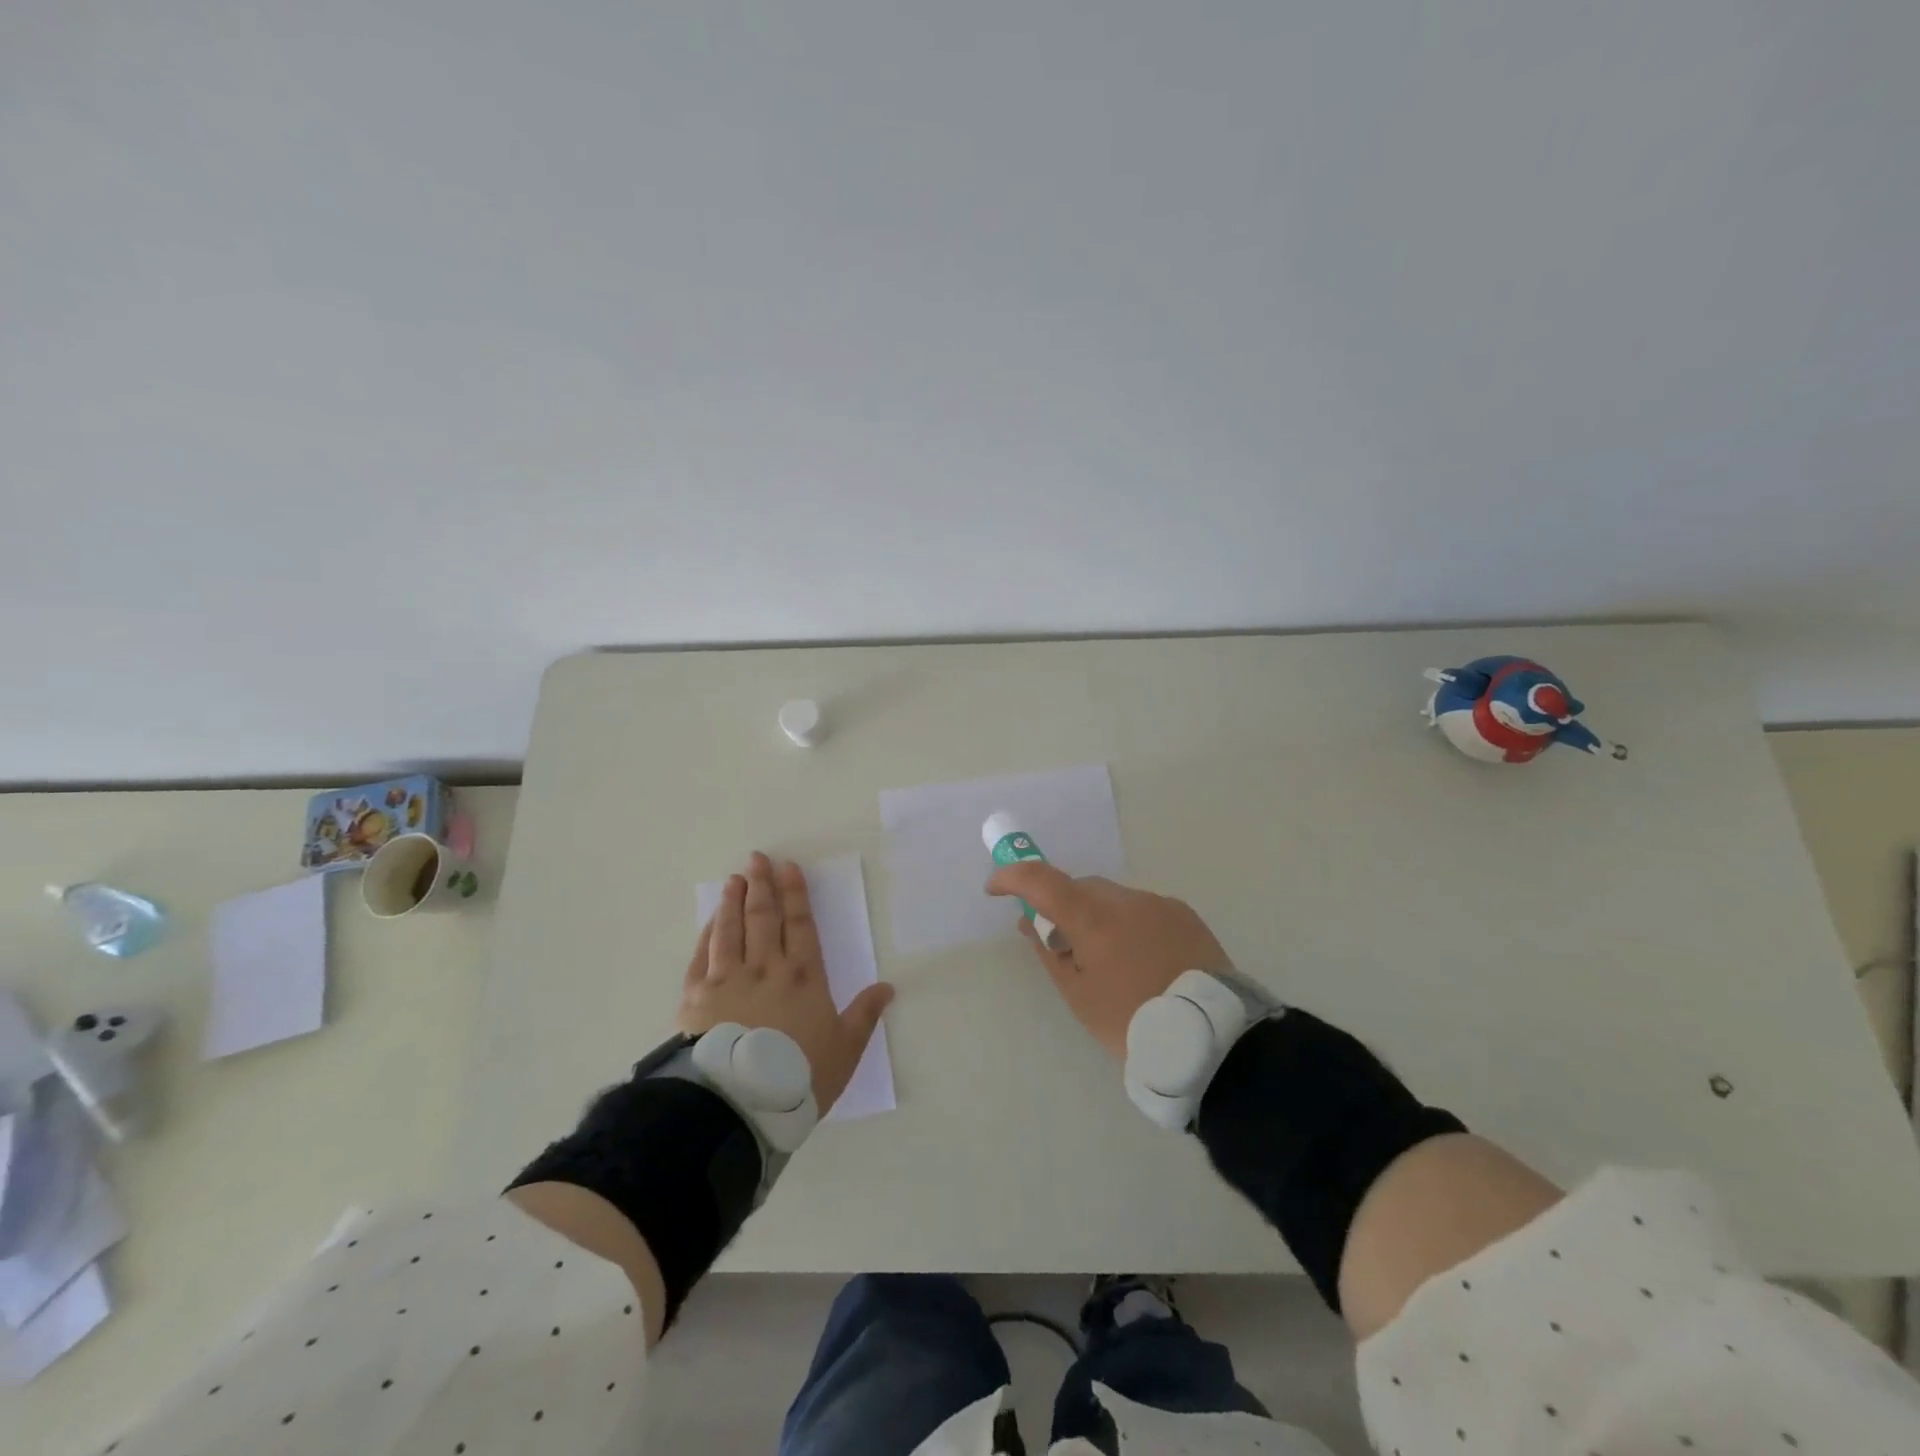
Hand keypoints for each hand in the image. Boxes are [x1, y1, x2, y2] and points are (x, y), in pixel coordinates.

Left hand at [680, 852, 894, 1113]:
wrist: (739, 1103)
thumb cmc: (798, 1075)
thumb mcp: (844, 1049)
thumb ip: (864, 1015)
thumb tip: (888, 987)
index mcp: (803, 976)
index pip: (800, 925)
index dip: (795, 894)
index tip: (789, 867)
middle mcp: (765, 968)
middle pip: (764, 918)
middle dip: (762, 886)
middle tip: (758, 859)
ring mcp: (728, 979)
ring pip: (731, 930)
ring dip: (733, 902)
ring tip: (734, 880)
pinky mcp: (697, 997)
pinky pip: (702, 956)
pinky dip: (707, 934)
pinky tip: (710, 922)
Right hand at [986, 864, 1231, 1059]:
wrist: (1213, 1038)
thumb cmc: (1133, 1022)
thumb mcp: (1080, 996)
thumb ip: (1051, 953)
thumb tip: (1031, 924)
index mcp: (1094, 919)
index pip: (1041, 880)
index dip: (1012, 877)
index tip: (995, 889)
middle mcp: (1125, 900)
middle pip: (1080, 888)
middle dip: (1063, 906)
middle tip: (1062, 944)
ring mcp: (1158, 904)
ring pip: (1113, 898)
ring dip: (1099, 917)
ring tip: (1111, 962)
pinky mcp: (1184, 914)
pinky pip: (1143, 909)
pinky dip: (1130, 924)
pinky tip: (1143, 960)